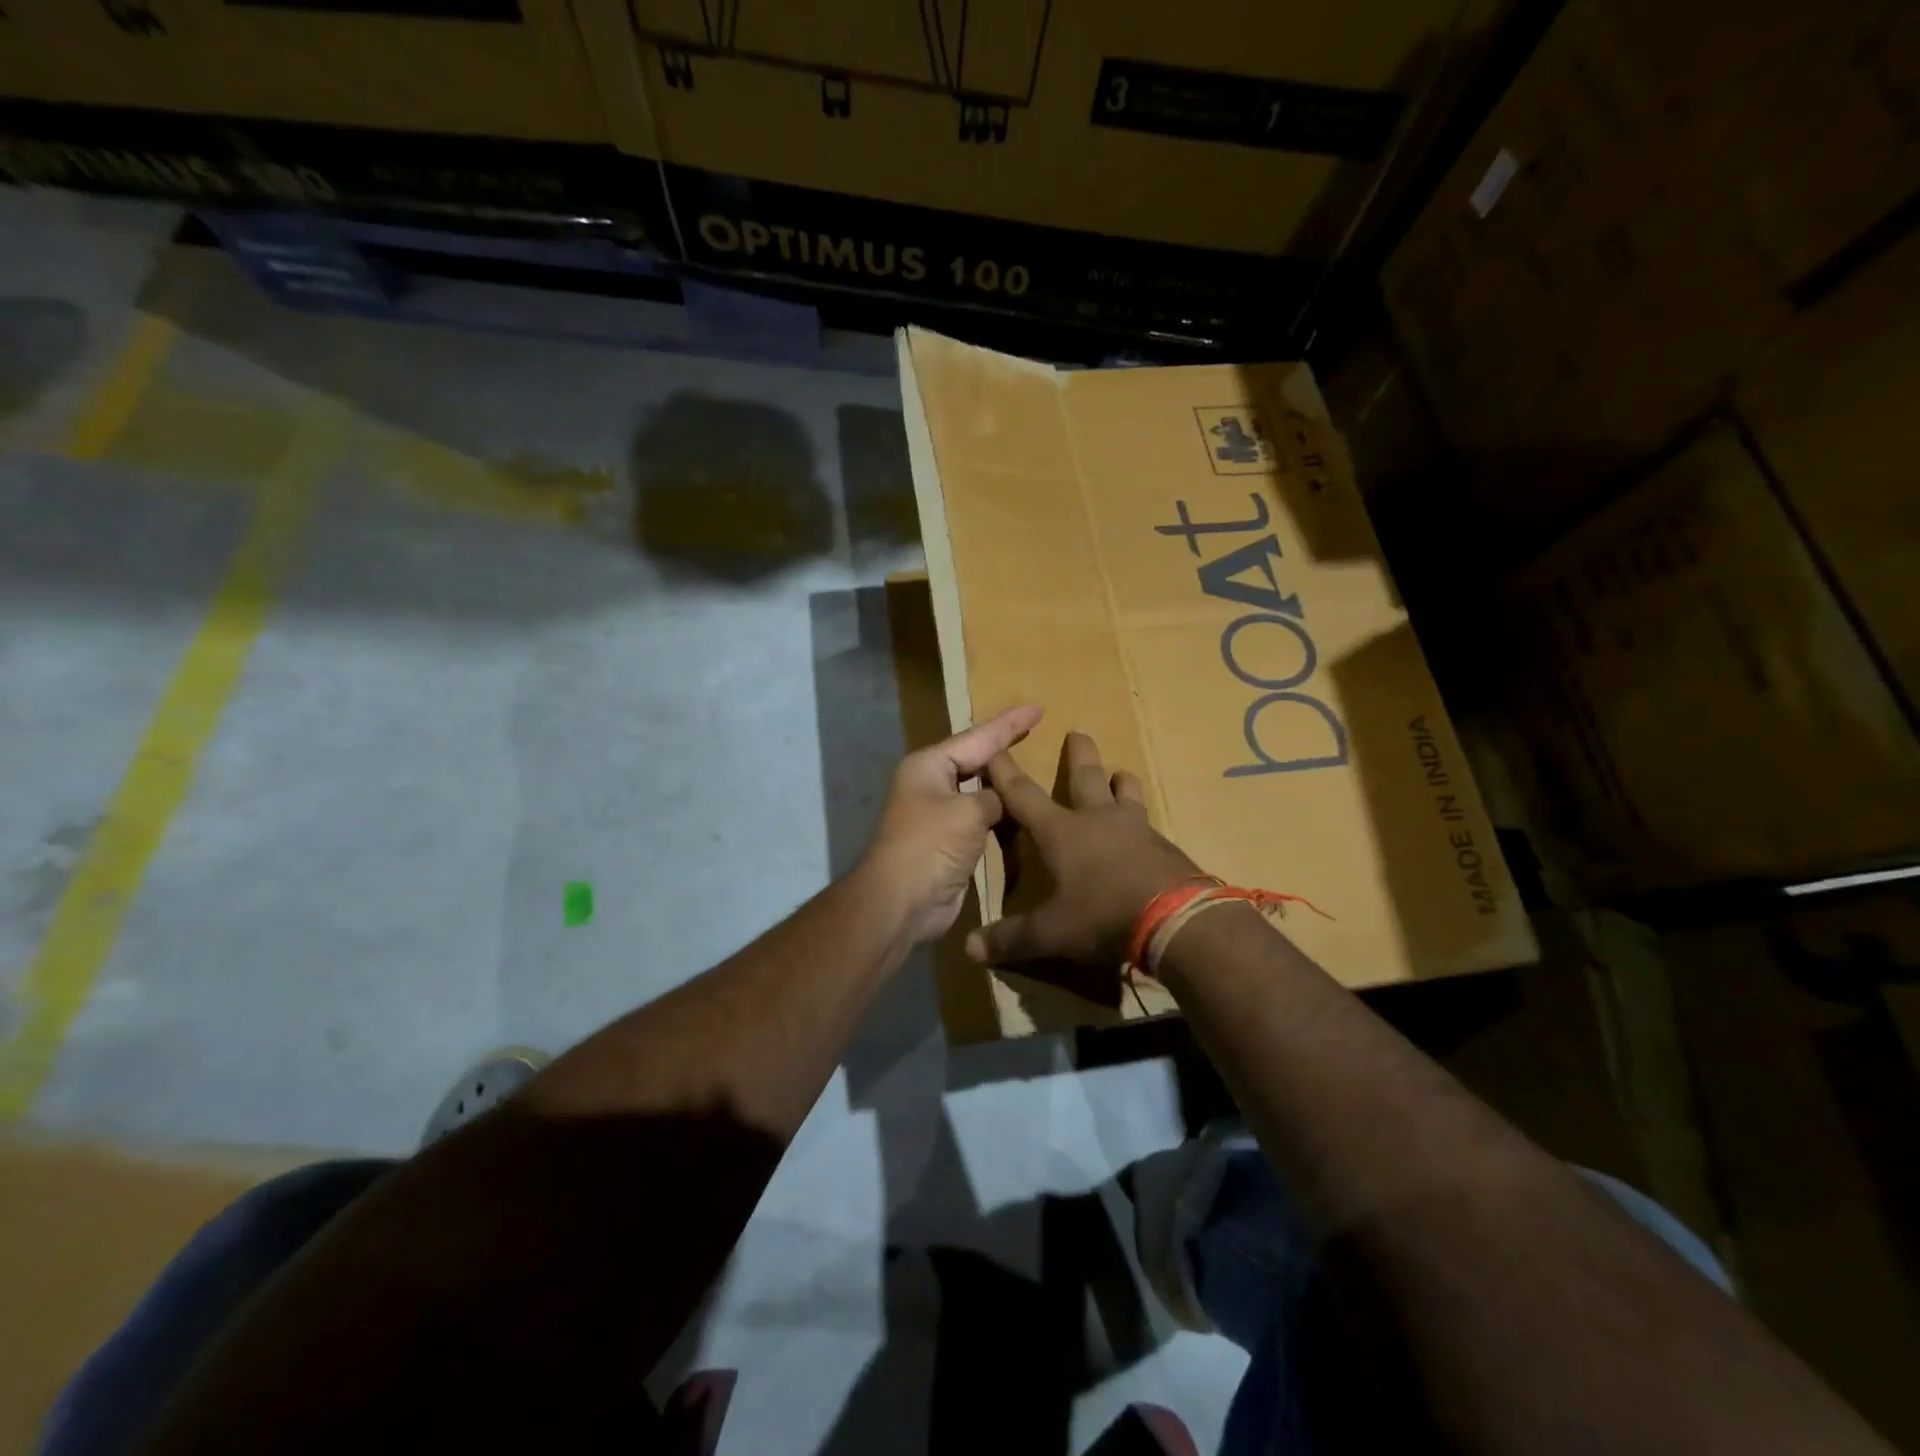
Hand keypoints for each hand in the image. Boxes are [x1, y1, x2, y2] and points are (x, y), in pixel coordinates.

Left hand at [860, 705, 1042, 942]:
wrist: (900, 902)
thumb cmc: (930, 846)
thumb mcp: (968, 812)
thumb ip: (994, 797)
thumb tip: (1003, 800)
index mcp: (930, 765)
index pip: (978, 737)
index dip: (1009, 724)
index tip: (1037, 708)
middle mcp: (932, 783)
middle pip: (976, 759)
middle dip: (1005, 746)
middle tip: (1037, 729)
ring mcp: (939, 813)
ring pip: (979, 789)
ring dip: (1004, 782)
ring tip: (1035, 766)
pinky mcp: (949, 841)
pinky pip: (981, 817)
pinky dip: (1001, 813)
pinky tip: (1022, 809)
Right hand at [966, 731, 1201, 969]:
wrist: (1176, 919)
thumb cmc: (1103, 915)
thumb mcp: (1051, 932)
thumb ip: (1011, 939)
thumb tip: (969, 948)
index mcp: (1062, 832)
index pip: (1023, 794)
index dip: (1004, 772)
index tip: (994, 748)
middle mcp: (1097, 819)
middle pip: (1086, 776)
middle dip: (1078, 754)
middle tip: (1079, 731)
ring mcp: (1136, 829)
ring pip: (1126, 793)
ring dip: (1121, 781)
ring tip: (1121, 774)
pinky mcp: (1165, 846)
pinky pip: (1149, 823)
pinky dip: (1141, 819)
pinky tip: (1146, 832)